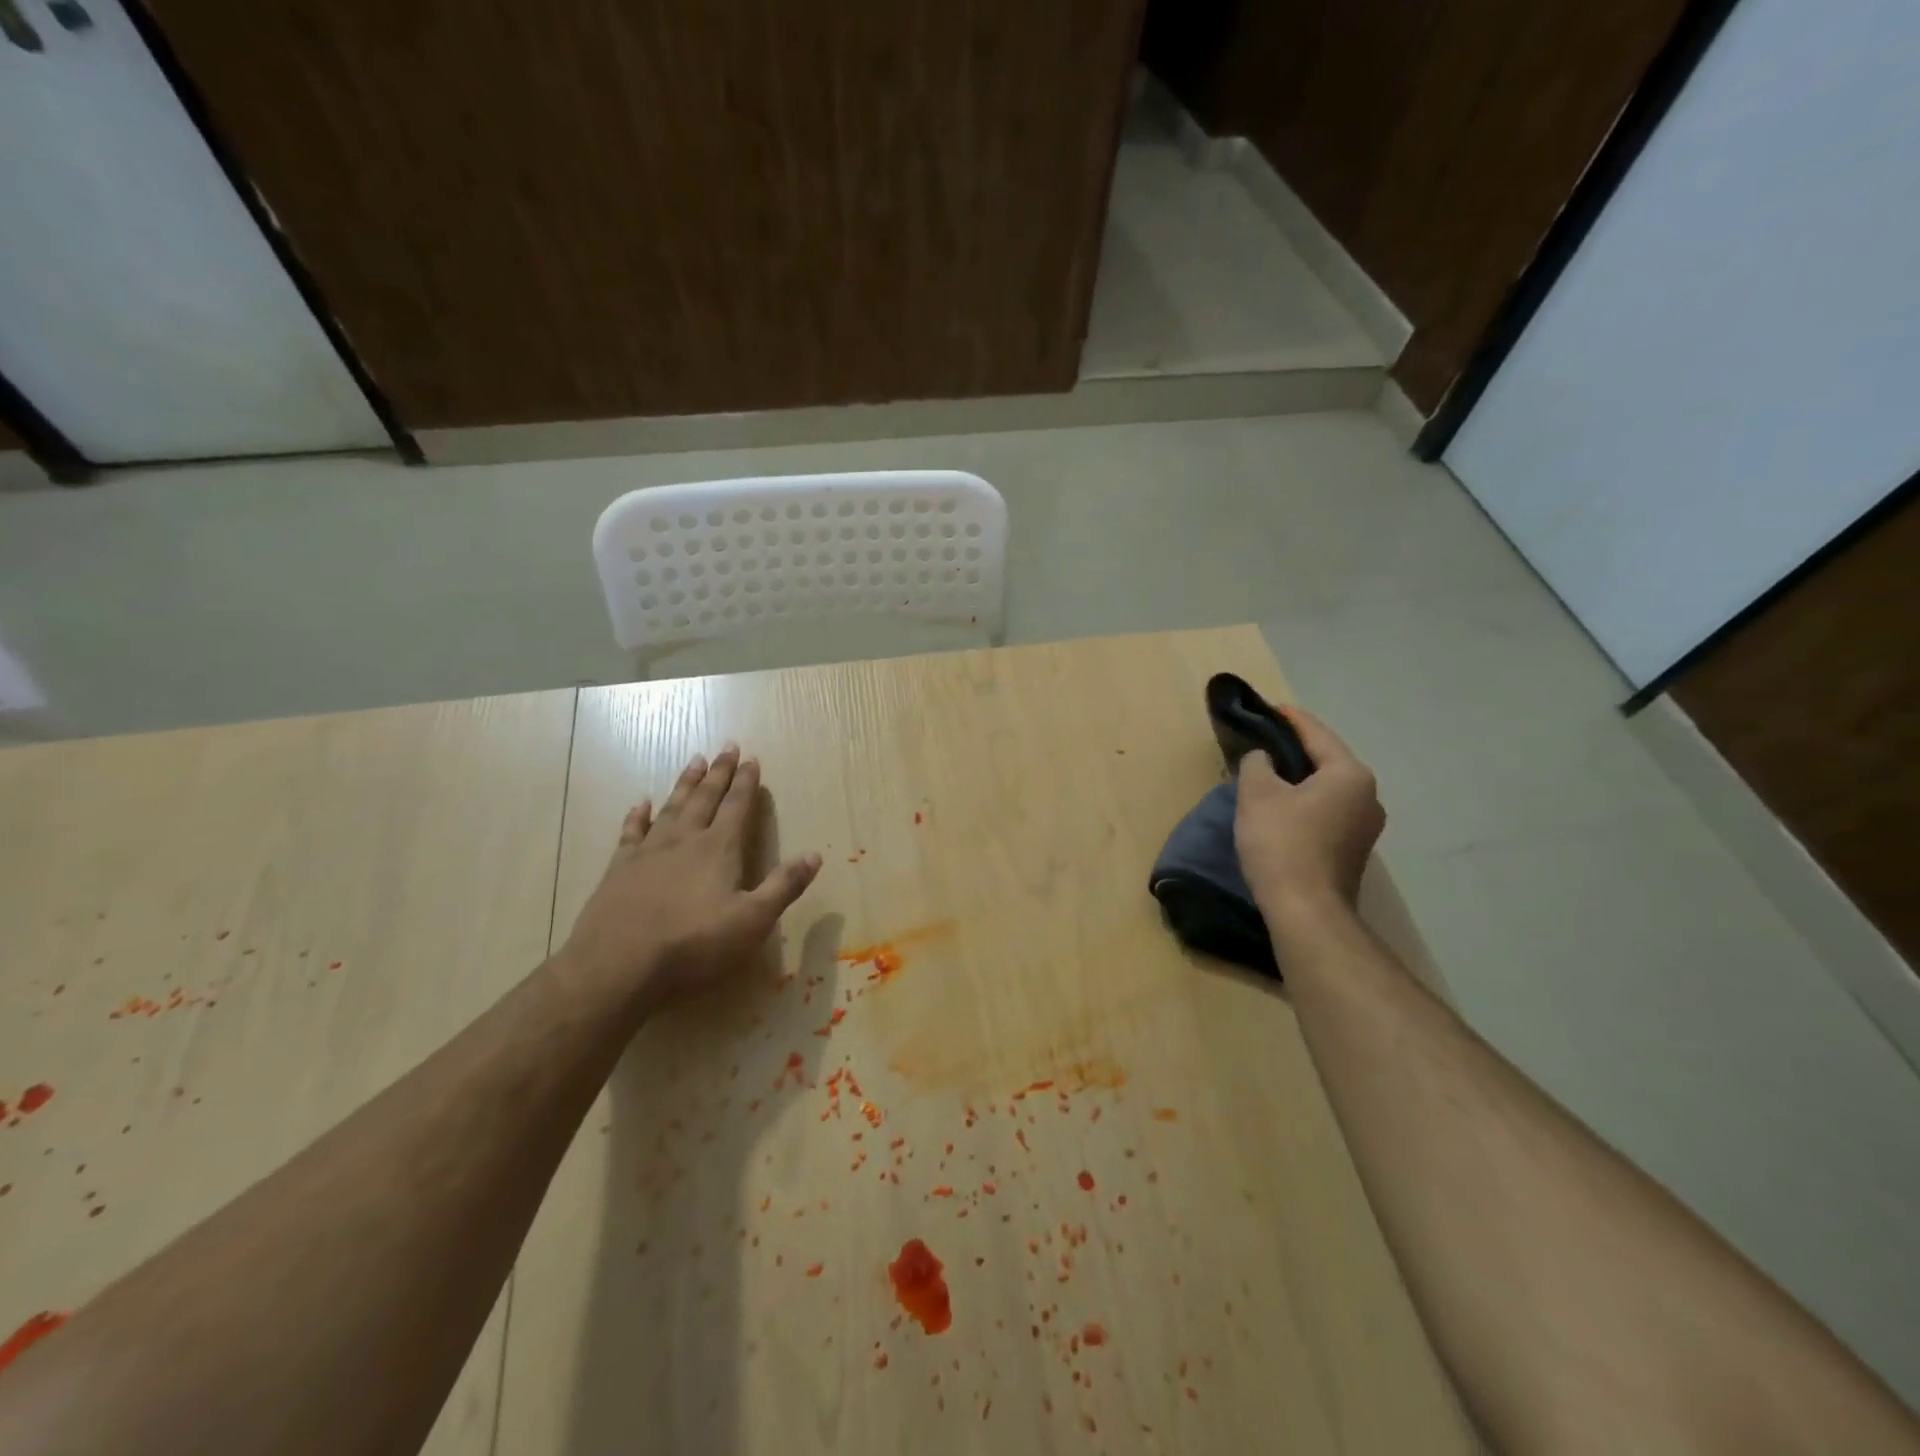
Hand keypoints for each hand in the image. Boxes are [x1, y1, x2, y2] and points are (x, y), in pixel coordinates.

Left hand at [560, 745, 821, 1005]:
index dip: (747, 782)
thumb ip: (784, 886)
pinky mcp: (619, 868)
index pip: (737, 806)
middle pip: (705, 798)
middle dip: (719, 772)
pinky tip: (640, 804)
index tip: (752, 758)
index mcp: (719, 849)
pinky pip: (631, 832)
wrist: (617, 965)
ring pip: (672, 807)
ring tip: (694, 761)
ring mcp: (649, 851)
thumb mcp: (752, 920)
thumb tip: (815, 855)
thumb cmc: (693, 944)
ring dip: (685, 784)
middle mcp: (685, 840)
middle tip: (726, 746)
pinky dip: (638, 815)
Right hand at [1233, 707, 1384, 918]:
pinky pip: (1328, 811)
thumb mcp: (1257, 793)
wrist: (1306, 910)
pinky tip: (1284, 807)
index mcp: (1350, 774)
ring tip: (1271, 772)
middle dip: (1297, 749)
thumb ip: (1258, 763)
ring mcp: (1366, 826)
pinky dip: (1306, 802)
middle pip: (1328, 760)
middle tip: (1266, 739)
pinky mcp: (1354, 850)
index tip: (1270, 708)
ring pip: (1328, 788)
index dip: (1291, 719)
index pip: (1317, 734)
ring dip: (1301, 778)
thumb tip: (1264, 758)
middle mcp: (1368, 796)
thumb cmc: (1282, 843)